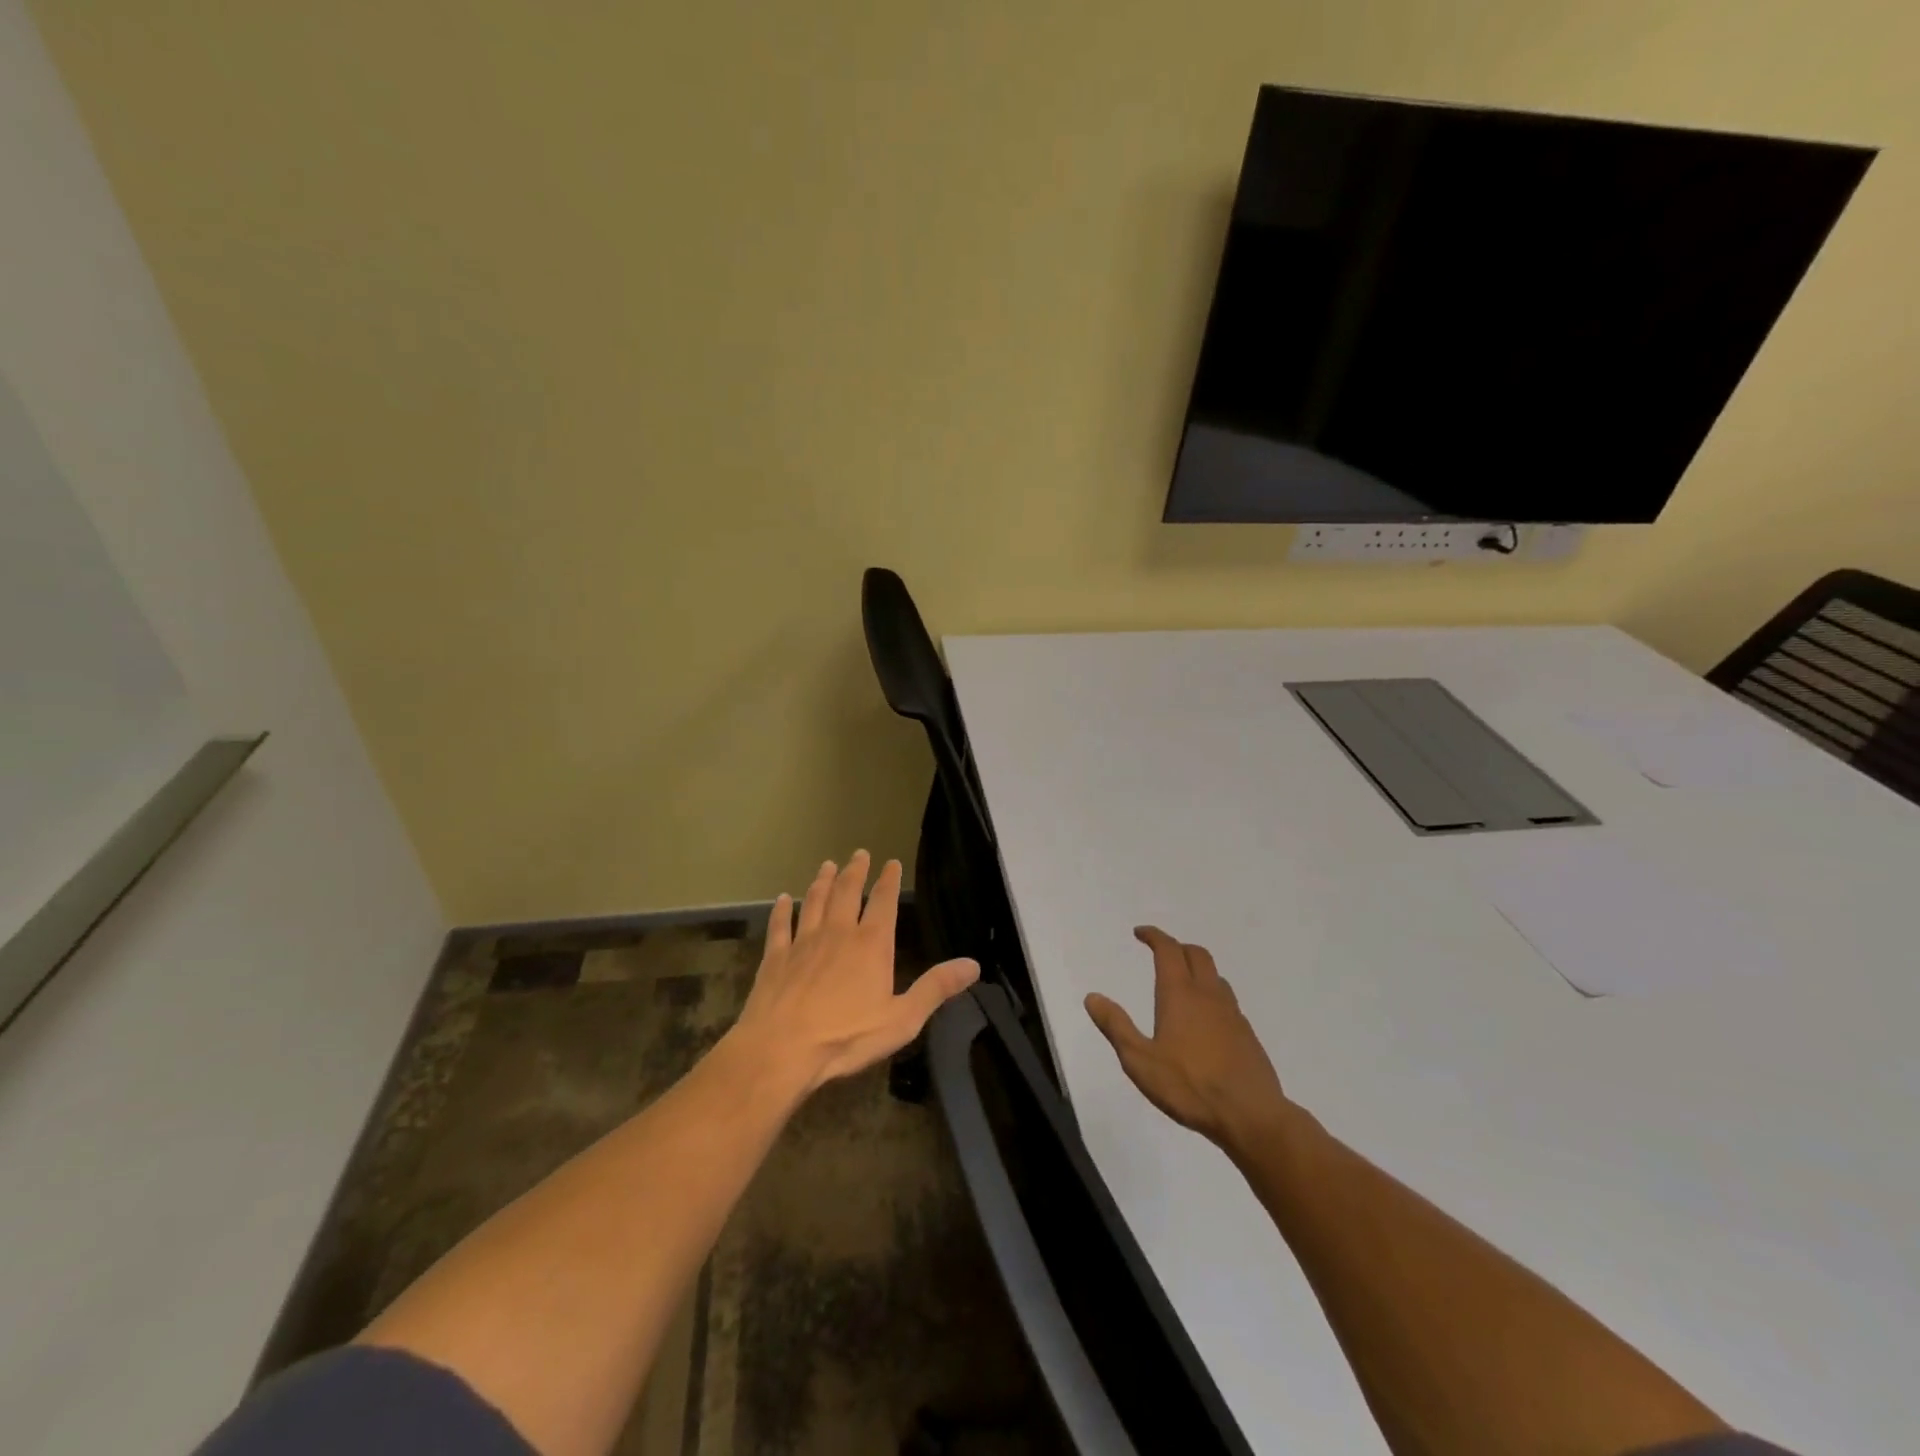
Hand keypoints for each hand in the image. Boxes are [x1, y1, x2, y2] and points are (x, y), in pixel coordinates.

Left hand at [730, 851, 978, 1094]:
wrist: (782, 1049)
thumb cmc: (847, 1037)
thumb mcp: (902, 1018)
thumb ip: (936, 988)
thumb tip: (973, 964)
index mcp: (871, 945)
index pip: (884, 902)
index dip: (889, 881)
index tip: (891, 862)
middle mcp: (838, 933)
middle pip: (847, 893)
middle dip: (855, 871)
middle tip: (859, 853)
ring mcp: (803, 943)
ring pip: (814, 902)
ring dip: (822, 882)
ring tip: (827, 866)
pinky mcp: (776, 958)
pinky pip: (780, 926)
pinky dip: (782, 910)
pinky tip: (782, 899)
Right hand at [1085, 926, 1292, 1150]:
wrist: (1252, 1116)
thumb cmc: (1190, 1086)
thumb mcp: (1140, 1061)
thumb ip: (1116, 1026)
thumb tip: (1092, 997)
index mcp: (1180, 994)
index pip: (1168, 950)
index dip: (1154, 936)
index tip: (1140, 933)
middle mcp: (1208, 995)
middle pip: (1197, 954)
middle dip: (1177, 947)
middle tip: (1161, 953)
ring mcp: (1232, 1013)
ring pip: (1215, 976)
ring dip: (1197, 969)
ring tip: (1183, 983)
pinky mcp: (1247, 1034)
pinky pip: (1227, 1001)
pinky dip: (1212, 995)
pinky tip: (1205, 1020)